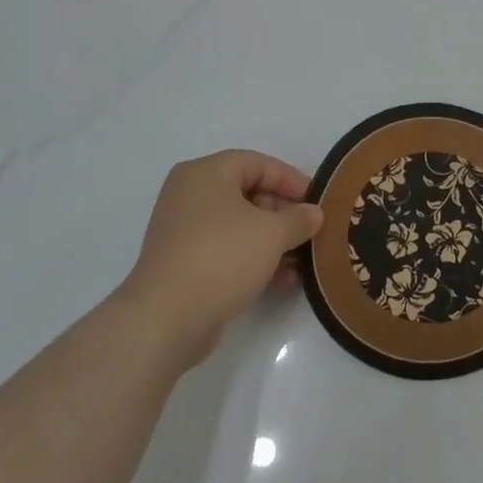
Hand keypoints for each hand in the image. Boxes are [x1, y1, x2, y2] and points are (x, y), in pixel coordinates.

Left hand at [120, 149, 322, 369]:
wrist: (166, 320)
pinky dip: (254, 260)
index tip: (316, 199)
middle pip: (248, 193)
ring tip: (303, 260)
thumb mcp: (272, 233)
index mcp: (205, 174)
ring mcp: (184, 232)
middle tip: (310, 230)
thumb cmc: (222, 257)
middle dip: (283, 213)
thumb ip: (299, 219)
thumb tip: (314, 213)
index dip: (290, 179)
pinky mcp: (184, 264)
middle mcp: (190, 196)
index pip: (257, 163)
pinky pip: (227, 251)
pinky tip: (283, 281)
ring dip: (273, 241)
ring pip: (239, 226)